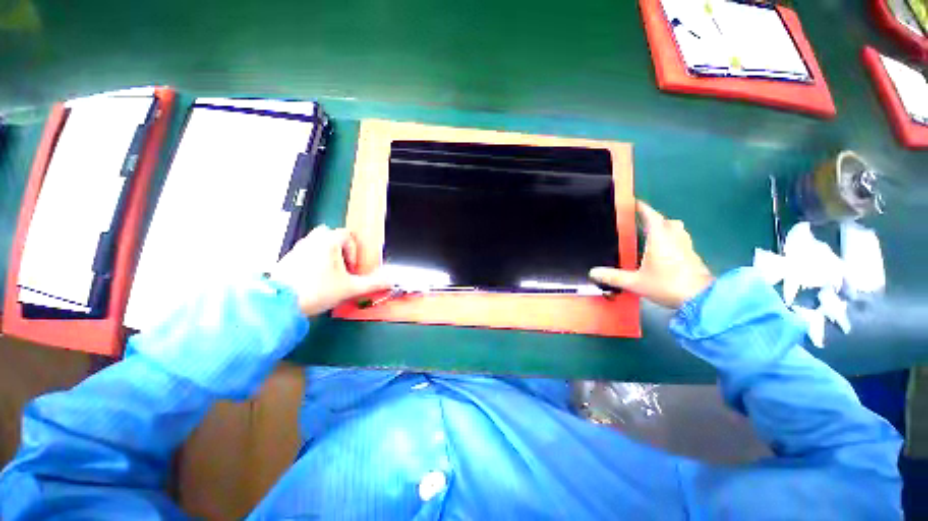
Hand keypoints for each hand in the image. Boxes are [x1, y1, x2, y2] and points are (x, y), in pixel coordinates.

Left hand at [269, 225, 390, 315]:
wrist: (280, 304)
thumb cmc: (316, 291)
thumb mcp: (350, 288)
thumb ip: (372, 284)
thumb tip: (389, 281)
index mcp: (328, 242)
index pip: (347, 235)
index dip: (354, 251)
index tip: (352, 268)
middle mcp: (311, 241)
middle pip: (330, 234)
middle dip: (339, 248)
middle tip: (342, 266)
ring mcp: (297, 249)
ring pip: (316, 243)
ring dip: (326, 254)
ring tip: (329, 274)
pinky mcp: (287, 259)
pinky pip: (304, 253)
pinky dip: (312, 261)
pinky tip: (313, 279)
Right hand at [589, 201, 713, 308]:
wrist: (701, 299)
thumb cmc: (667, 285)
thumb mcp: (636, 282)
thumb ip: (613, 277)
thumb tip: (592, 272)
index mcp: (659, 239)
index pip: (651, 216)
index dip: (643, 208)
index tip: (635, 202)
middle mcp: (674, 238)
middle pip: (666, 221)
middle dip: (654, 218)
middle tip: (641, 222)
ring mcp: (687, 247)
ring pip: (677, 230)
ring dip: (666, 228)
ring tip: (653, 235)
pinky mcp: (693, 257)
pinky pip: (682, 241)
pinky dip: (673, 240)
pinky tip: (665, 252)